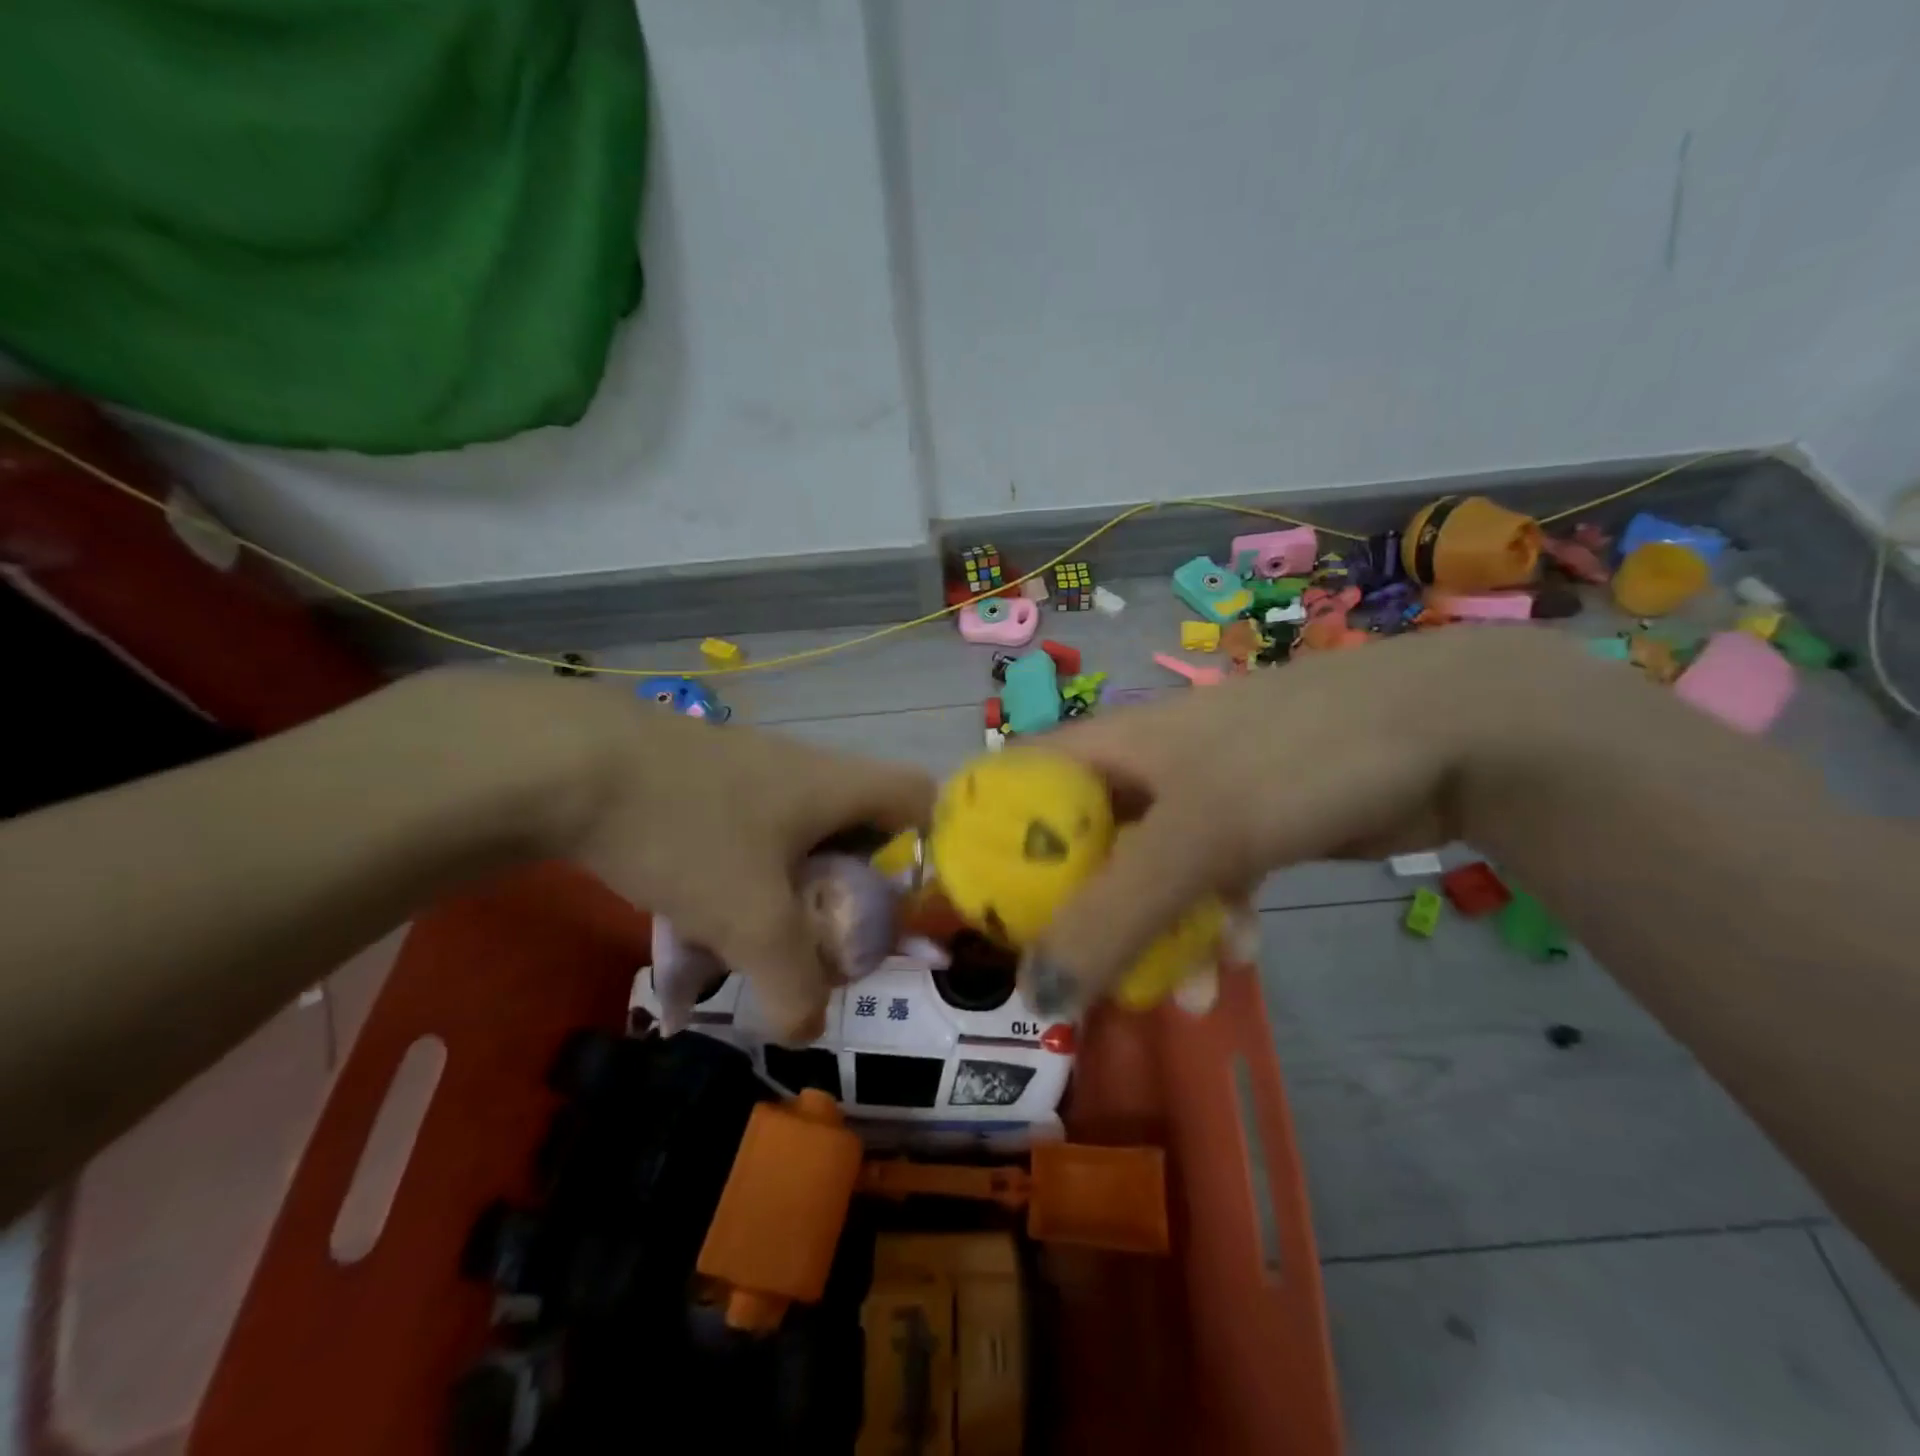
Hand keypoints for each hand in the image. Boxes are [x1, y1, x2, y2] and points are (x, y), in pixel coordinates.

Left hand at [556, 692, 932, 1041]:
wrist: (569, 764)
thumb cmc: (689, 829)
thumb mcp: (750, 920)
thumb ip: (793, 983)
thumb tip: (808, 1028)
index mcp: (837, 786)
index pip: (919, 798)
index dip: (930, 848)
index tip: (902, 905)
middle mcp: (804, 771)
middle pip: (858, 828)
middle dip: (850, 890)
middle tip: (827, 940)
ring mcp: (749, 772)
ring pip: (795, 838)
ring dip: (788, 892)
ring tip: (756, 943)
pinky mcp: (701, 781)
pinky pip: (745, 835)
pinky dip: (739, 879)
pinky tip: (696, 919)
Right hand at [1019, 629, 1596, 1014]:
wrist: (1447, 731)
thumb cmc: (1295, 758)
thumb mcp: (1197, 834)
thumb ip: (1113, 913)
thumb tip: (1036, 993)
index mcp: (1108, 748)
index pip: (1013, 787)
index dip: (983, 843)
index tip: (977, 916)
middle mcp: (1142, 770)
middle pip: (1076, 846)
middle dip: (1076, 917)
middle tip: (1073, 983)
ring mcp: (1197, 798)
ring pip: (1146, 877)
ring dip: (1155, 938)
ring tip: (1183, 998)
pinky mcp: (1246, 826)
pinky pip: (1205, 884)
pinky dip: (1211, 923)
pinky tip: (1240, 959)